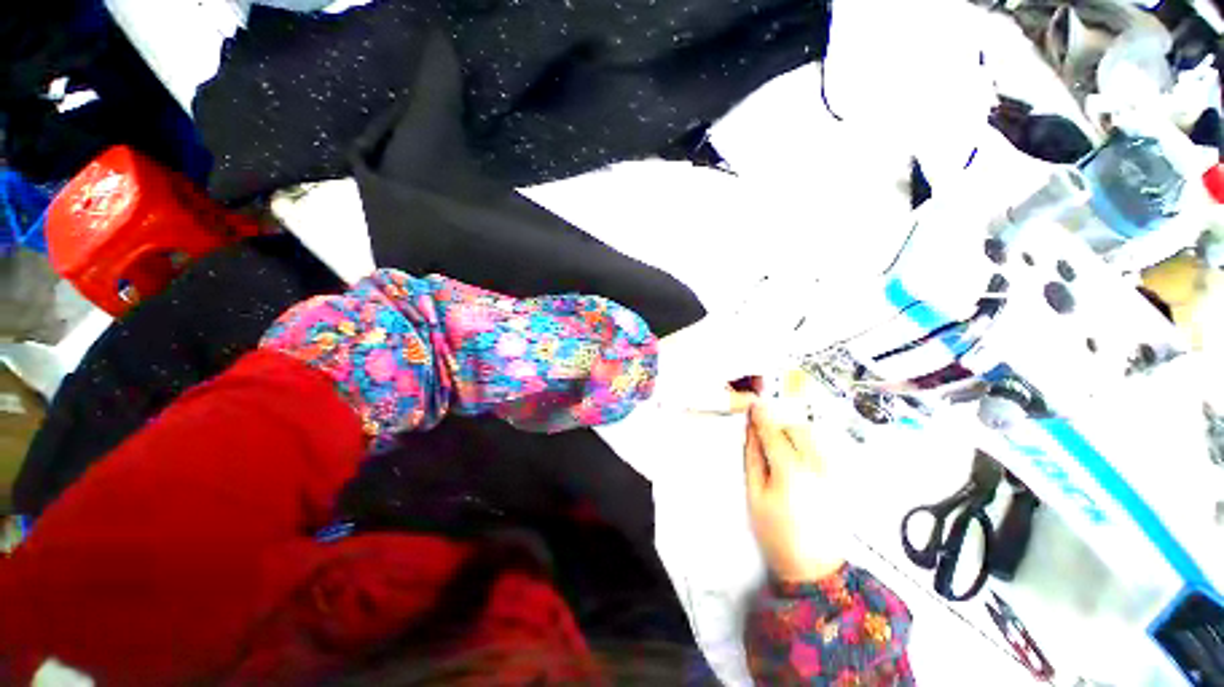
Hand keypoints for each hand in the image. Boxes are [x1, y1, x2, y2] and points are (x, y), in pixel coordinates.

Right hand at [744, 402, 844, 582]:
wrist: (814, 568)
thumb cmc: (776, 533)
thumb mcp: (755, 495)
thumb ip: (753, 458)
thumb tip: (751, 431)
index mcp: (791, 471)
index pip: (774, 433)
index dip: (762, 416)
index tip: (753, 404)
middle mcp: (817, 466)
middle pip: (798, 428)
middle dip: (780, 425)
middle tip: (765, 436)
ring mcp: (833, 473)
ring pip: (813, 437)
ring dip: (794, 435)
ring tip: (781, 452)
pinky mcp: (840, 479)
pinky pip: (822, 449)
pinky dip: (806, 447)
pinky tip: (797, 464)